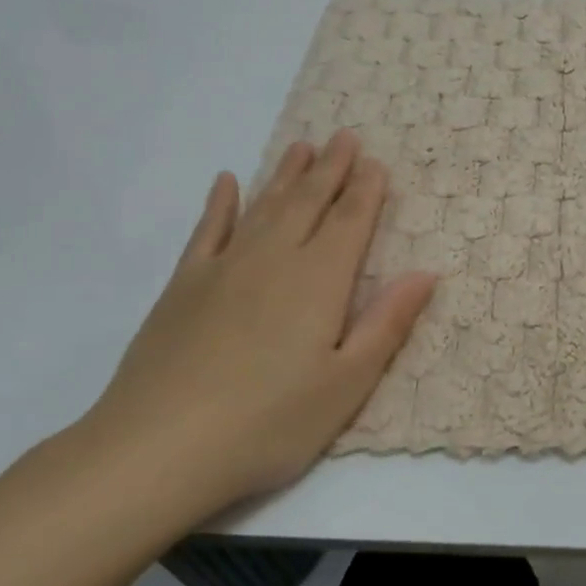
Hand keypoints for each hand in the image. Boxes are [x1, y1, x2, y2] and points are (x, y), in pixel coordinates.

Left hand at [73, 131, 435, 528]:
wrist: (158, 448)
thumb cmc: (269, 423)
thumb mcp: (346, 384)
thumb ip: (387, 323)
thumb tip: (426, 273)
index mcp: (320, 281)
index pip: (350, 222)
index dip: (366, 191)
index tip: (376, 163)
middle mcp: (274, 259)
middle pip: (308, 202)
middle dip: (331, 168)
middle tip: (345, 136)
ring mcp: (224, 268)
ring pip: (263, 206)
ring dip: (285, 174)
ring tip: (301, 146)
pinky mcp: (183, 286)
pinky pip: (207, 230)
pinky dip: (220, 204)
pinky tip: (226, 182)